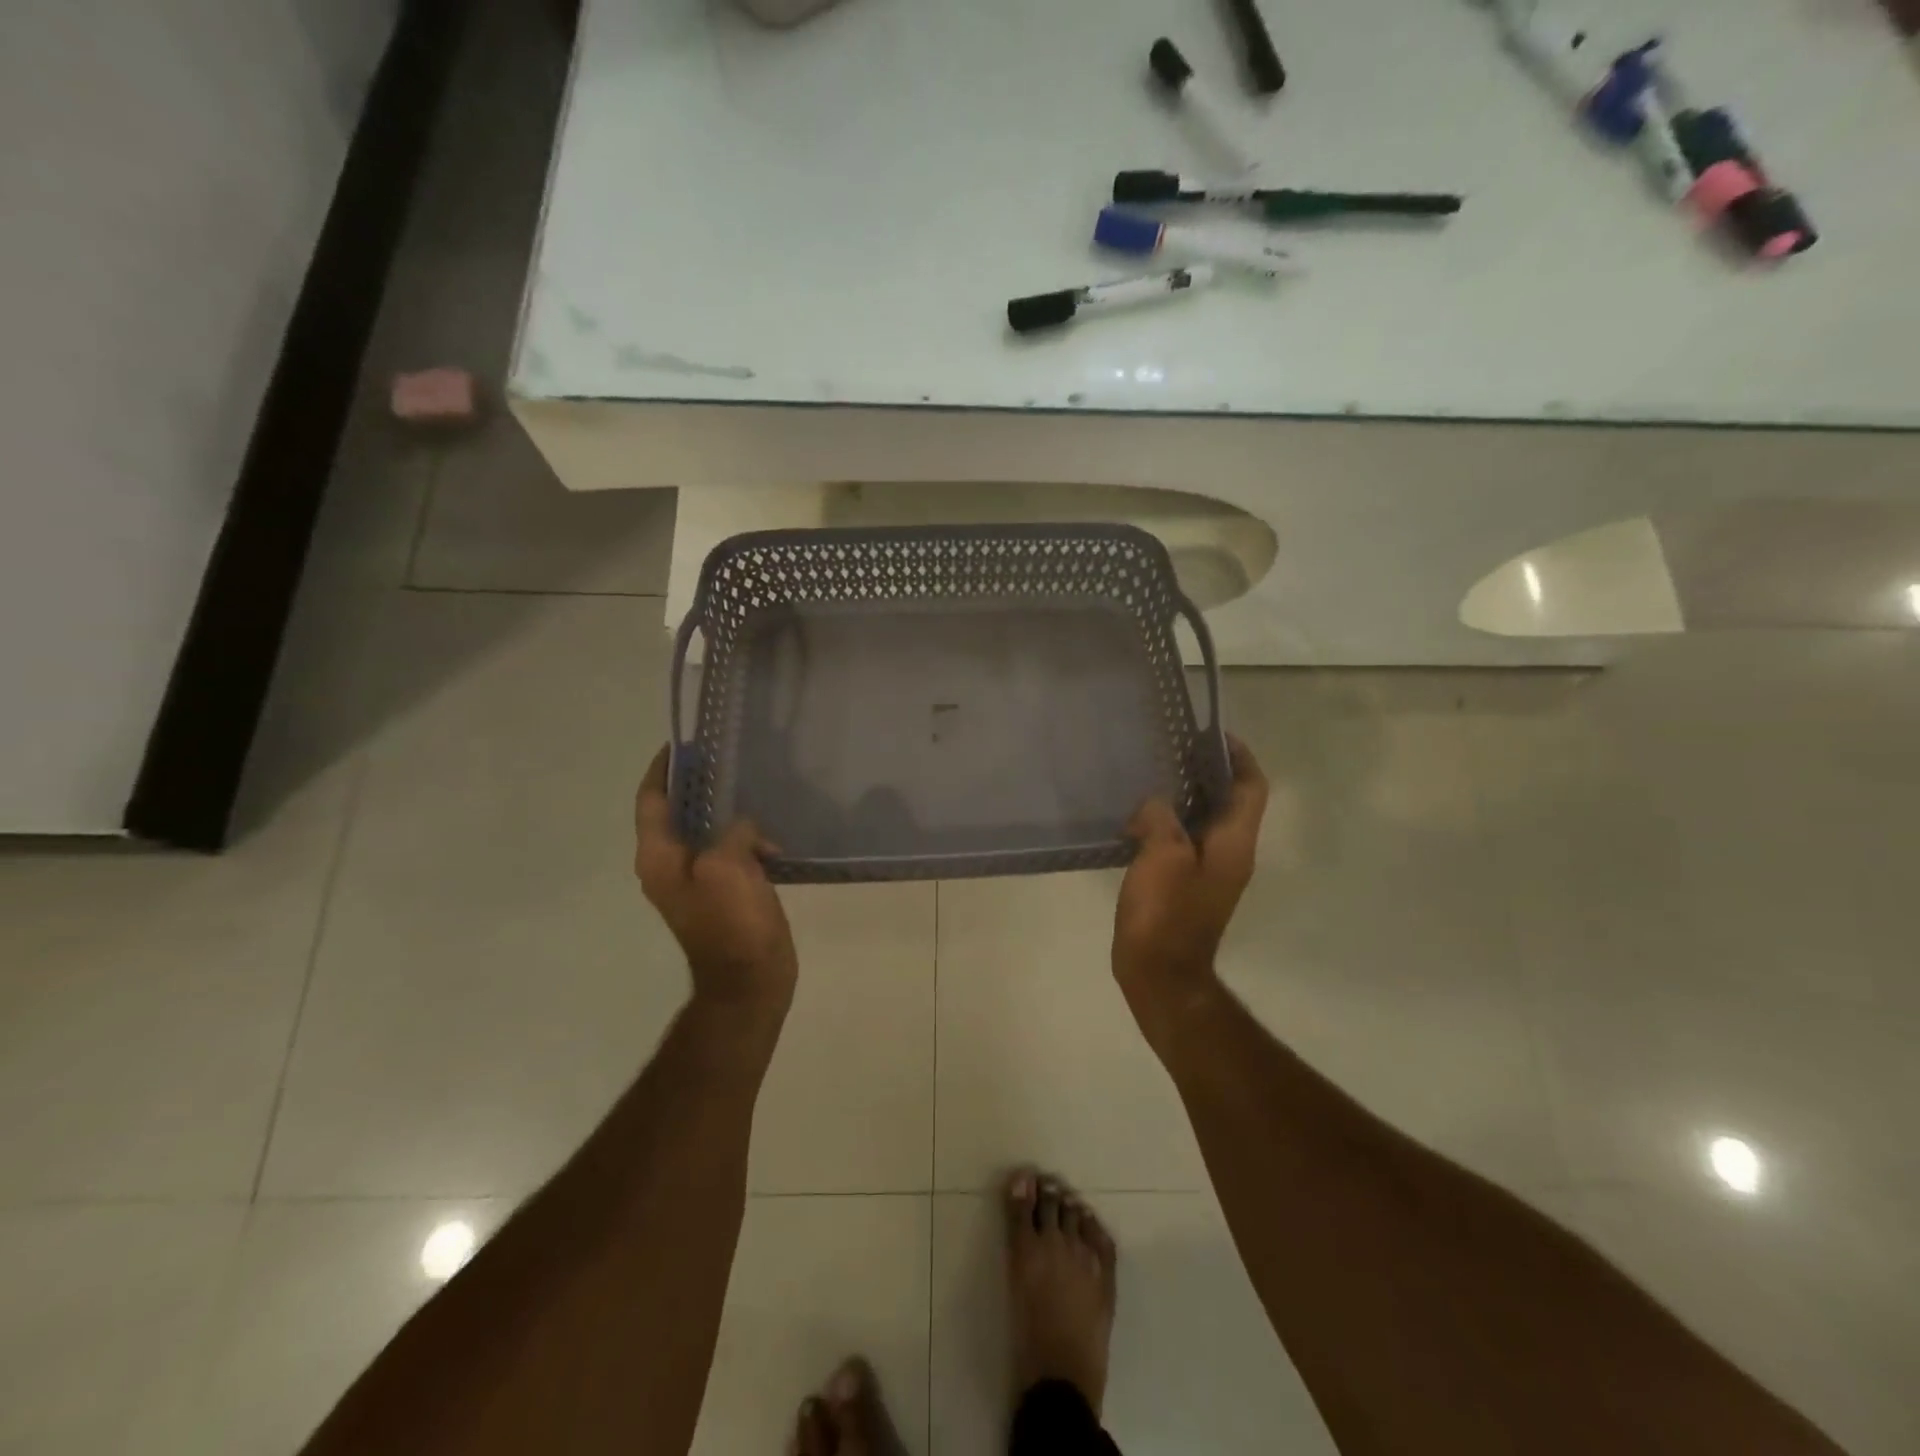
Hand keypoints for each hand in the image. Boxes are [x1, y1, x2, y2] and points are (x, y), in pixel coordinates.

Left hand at [635, 746, 797, 1015]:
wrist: (749, 981)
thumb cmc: (732, 923)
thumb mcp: (729, 866)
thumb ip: (733, 832)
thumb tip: (744, 828)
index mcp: (659, 857)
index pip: (651, 801)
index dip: (663, 770)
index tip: (681, 743)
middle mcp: (670, 865)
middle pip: (679, 813)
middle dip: (701, 786)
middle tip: (728, 759)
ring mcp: (698, 881)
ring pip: (709, 832)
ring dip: (728, 813)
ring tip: (754, 789)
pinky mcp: (724, 892)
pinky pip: (731, 853)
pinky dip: (747, 839)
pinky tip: (772, 837)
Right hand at [1113, 736, 1268, 1011]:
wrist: (1160, 975)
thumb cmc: (1166, 913)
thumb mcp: (1162, 856)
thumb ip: (1161, 818)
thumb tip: (1155, 806)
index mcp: (1234, 843)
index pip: (1252, 788)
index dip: (1240, 757)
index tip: (1212, 735)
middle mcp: (1230, 854)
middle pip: (1229, 802)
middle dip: (1207, 772)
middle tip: (1171, 750)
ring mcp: (1209, 873)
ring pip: (1204, 822)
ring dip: (1184, 797)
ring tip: (1151, 777)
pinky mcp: (1186, 887)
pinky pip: (1183, 842)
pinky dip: (1167, 824)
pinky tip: (1136, 820)